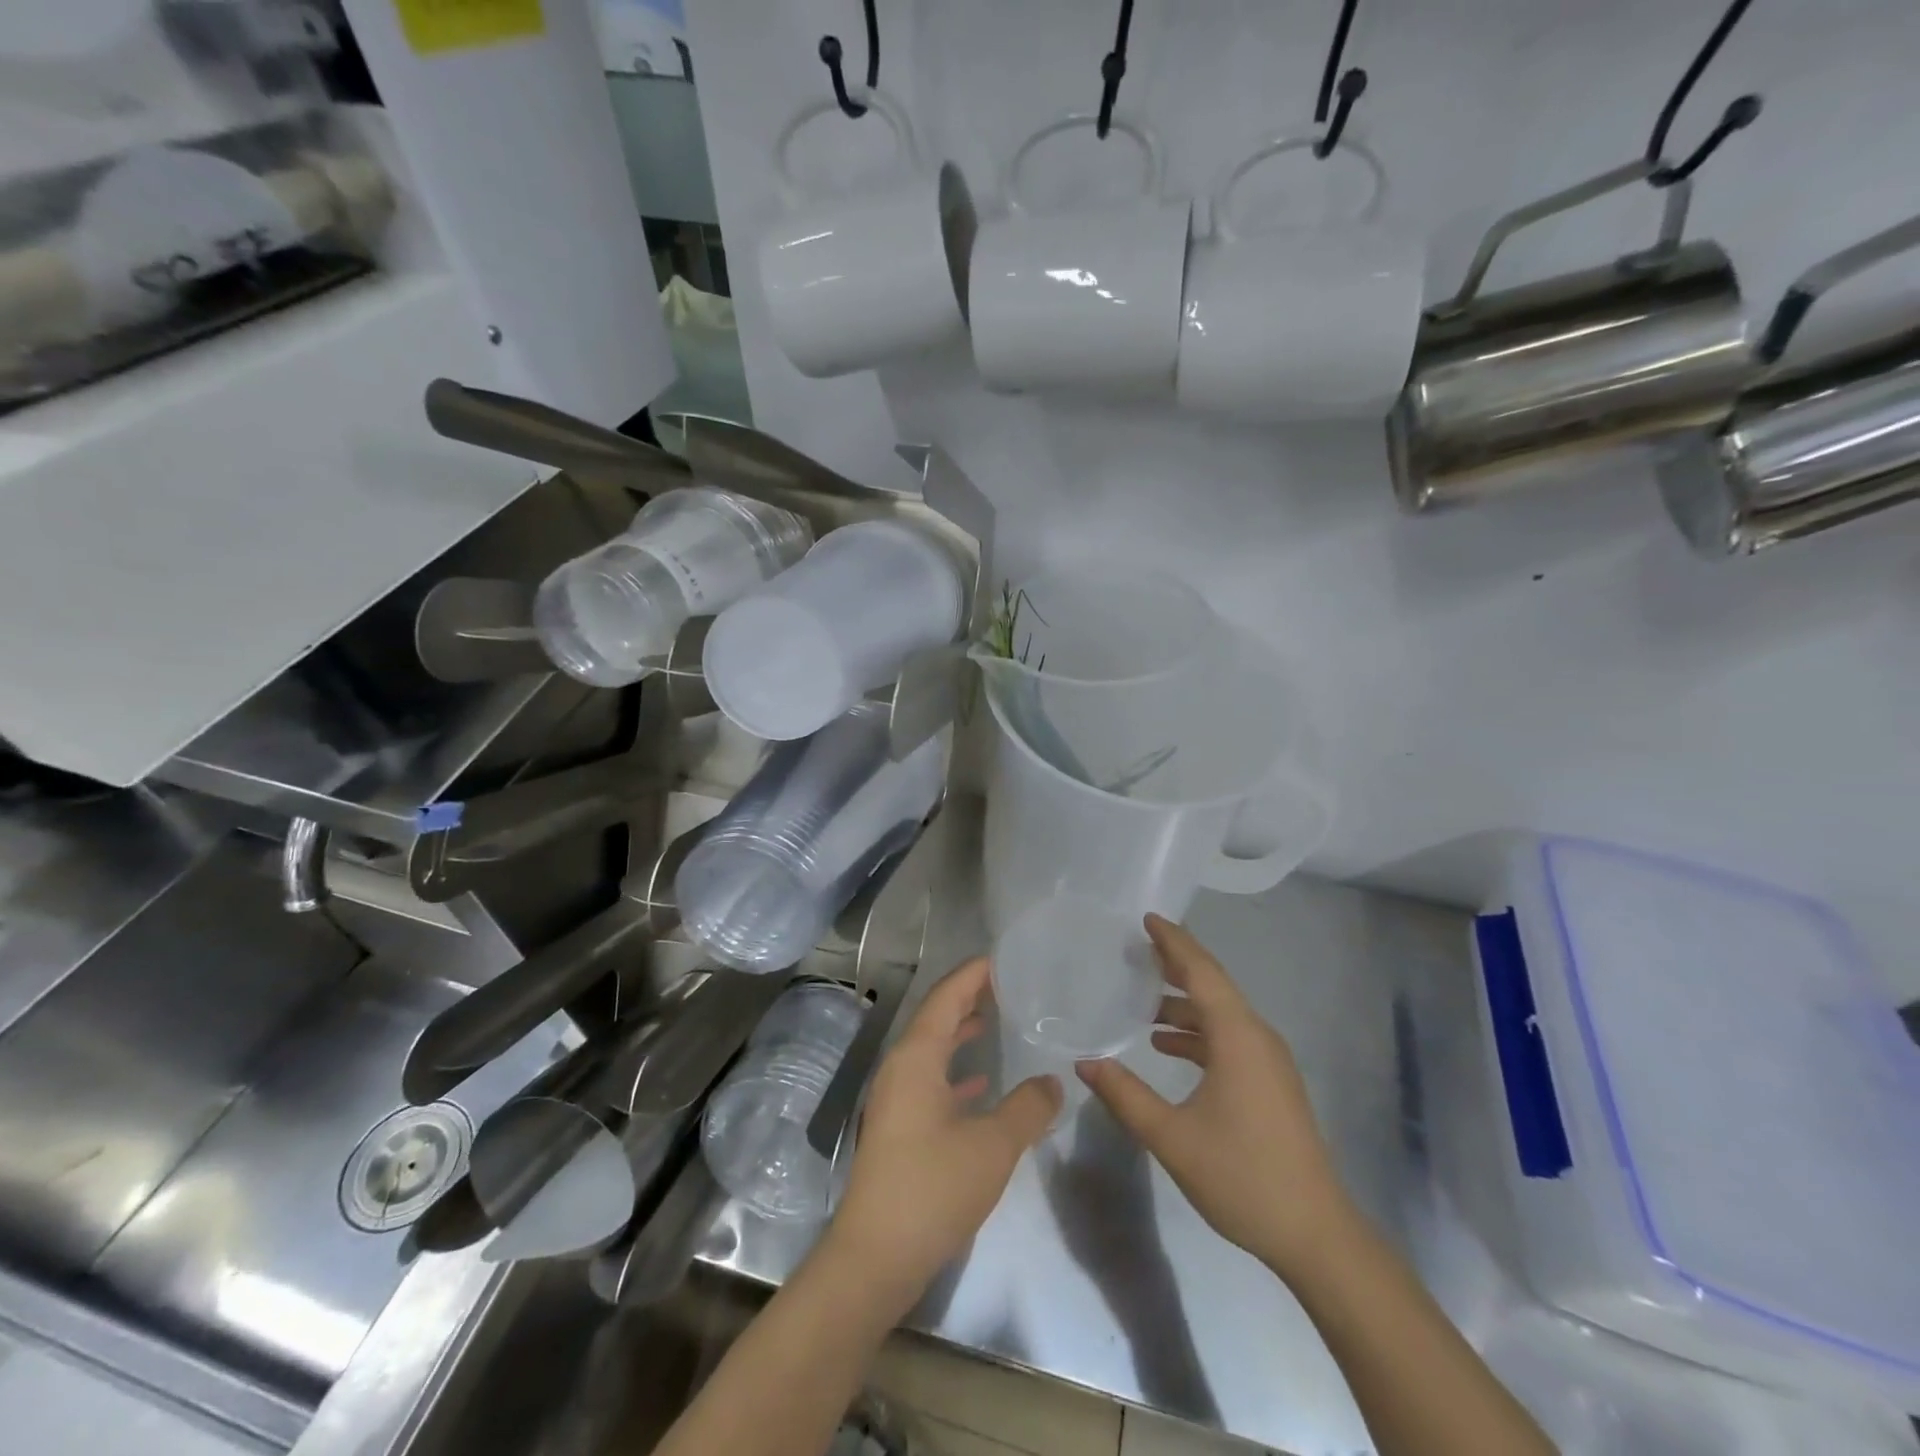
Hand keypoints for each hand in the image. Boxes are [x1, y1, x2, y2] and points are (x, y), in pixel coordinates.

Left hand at [825, 956, 1061, 1307]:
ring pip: (932, 1050)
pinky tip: (980, 1083)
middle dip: (968, 998)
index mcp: (916, 1057)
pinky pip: (930, 1079)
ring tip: (995, 1021)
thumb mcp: (993, 1145)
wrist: (876, 1256)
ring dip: (960, 1033)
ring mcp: (895, 1098)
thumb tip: (1052, 1082)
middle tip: (1006, 985)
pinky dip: (955, 1071)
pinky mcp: (898, 1127)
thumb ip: (1028, 1107)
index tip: (1001, 959)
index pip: (946, 997)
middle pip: (936, 1018)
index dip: (972, 975)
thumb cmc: (933, 1188)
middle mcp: (901, 1068)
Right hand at [1077, 915, 1350, 1278]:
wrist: (1316, 1234)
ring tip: (1140, 998)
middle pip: (1212, 985)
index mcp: (1237, 1037)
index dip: (1173, 942)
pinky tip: (1165, 1045)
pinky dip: (1196, 1031)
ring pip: (1220, 1013)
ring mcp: (1268, 1060)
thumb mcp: (1172, 1138)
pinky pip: (1228, 1037)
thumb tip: (1085, 1062)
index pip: (1201, 972)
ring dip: (1182, 1002)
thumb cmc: (1243, 1176)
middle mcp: (1257, 1036)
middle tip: (1135, 947)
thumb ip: (1125, 1095)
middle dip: (1175, 963)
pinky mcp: (1270, 1081)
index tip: (1146, 918)